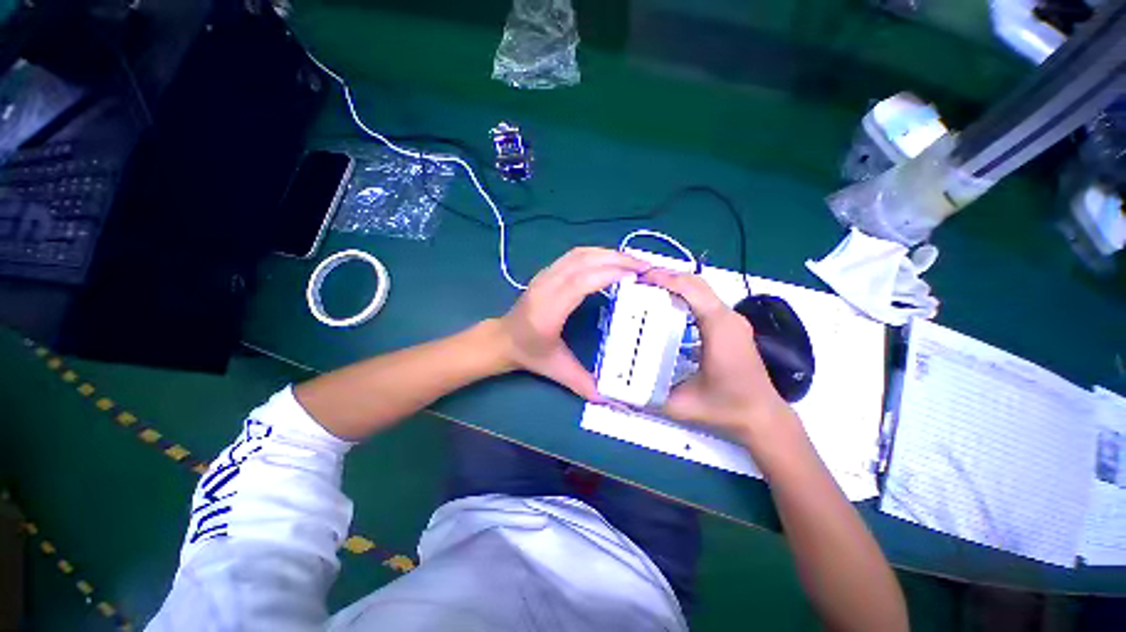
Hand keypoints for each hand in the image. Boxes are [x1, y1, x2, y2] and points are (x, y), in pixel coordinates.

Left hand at [499, 247, 649, 399]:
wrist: (502, 338)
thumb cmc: (529, 353)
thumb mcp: (556, 370)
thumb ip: (582, 383)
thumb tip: (611, 399)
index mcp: (548, 311)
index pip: (579, 283)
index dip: (608, 274)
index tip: (636, 276)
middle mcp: (545, 287)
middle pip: (582, 262)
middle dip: (616, 260)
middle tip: (645, 266)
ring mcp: (544, 275)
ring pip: (579, 254)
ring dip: (608, 254)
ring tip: (633, 262)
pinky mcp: (547, 272)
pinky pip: (575, 255)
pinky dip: (598, 254)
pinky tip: (612, 261)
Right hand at [643, 269, 792, 445]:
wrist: (763, 417)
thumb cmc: (726, 408)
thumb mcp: (681, 404)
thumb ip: (648, 396)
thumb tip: (621, 389)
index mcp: (718, 328)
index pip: (690, 290)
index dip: (664, 279)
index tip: (639, 278)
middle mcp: (728, 317)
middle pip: (696, 283)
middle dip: (666, 277)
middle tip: (638, 282)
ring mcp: (732, 320)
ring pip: (701, 289)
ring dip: (675, 284)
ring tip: (648, 290)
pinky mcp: (731, 326)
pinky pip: (705, 300)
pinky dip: (685, 295)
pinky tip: (668, 306)